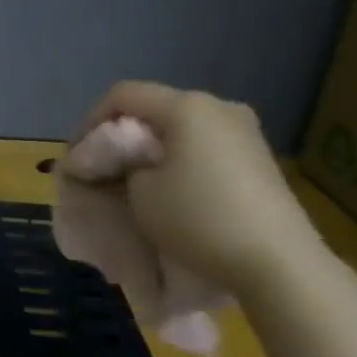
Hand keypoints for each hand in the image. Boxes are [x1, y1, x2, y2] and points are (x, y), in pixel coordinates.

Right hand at [75, 82, 327, 300]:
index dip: (90, 121)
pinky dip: (178, 159)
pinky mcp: (258, 157)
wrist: (278, 262)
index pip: (123, 95)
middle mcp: (219, 106)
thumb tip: (121, 163)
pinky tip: (170, 188)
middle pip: (154, 108)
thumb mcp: (140, 193)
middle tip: (100, 169)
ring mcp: (245, 131)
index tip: (78, 158)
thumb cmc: (199, 219)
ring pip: (180, 128)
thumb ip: (120, 167)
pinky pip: (204, 145)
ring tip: (132, 181)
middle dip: (121, 136)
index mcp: (187, 106)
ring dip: (151, 149)